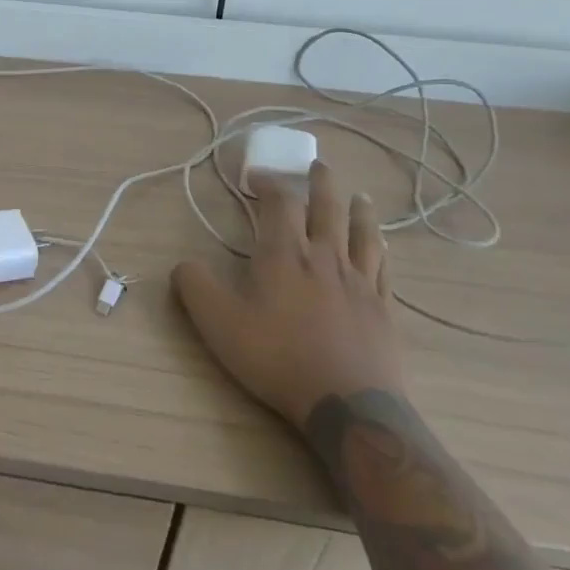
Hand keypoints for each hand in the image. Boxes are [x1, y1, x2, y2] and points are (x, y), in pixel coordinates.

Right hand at [173, 159, 406, 427]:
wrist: (347, 404)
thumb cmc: (277, 356)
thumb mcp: (217, 322)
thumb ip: (194, 285)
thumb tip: (185, 263)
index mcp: (284, 253)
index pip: (280, 202)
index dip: (269, 182)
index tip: (256, 176)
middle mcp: (325, 257)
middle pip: (327, 207)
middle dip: (320, 183)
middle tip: (318, 166)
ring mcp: (360, 282)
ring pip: (363, 233)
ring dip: (358, 210)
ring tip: (359, 196)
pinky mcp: (384, 309)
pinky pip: (384, 269)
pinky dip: (380, 250)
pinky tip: (382, 249)